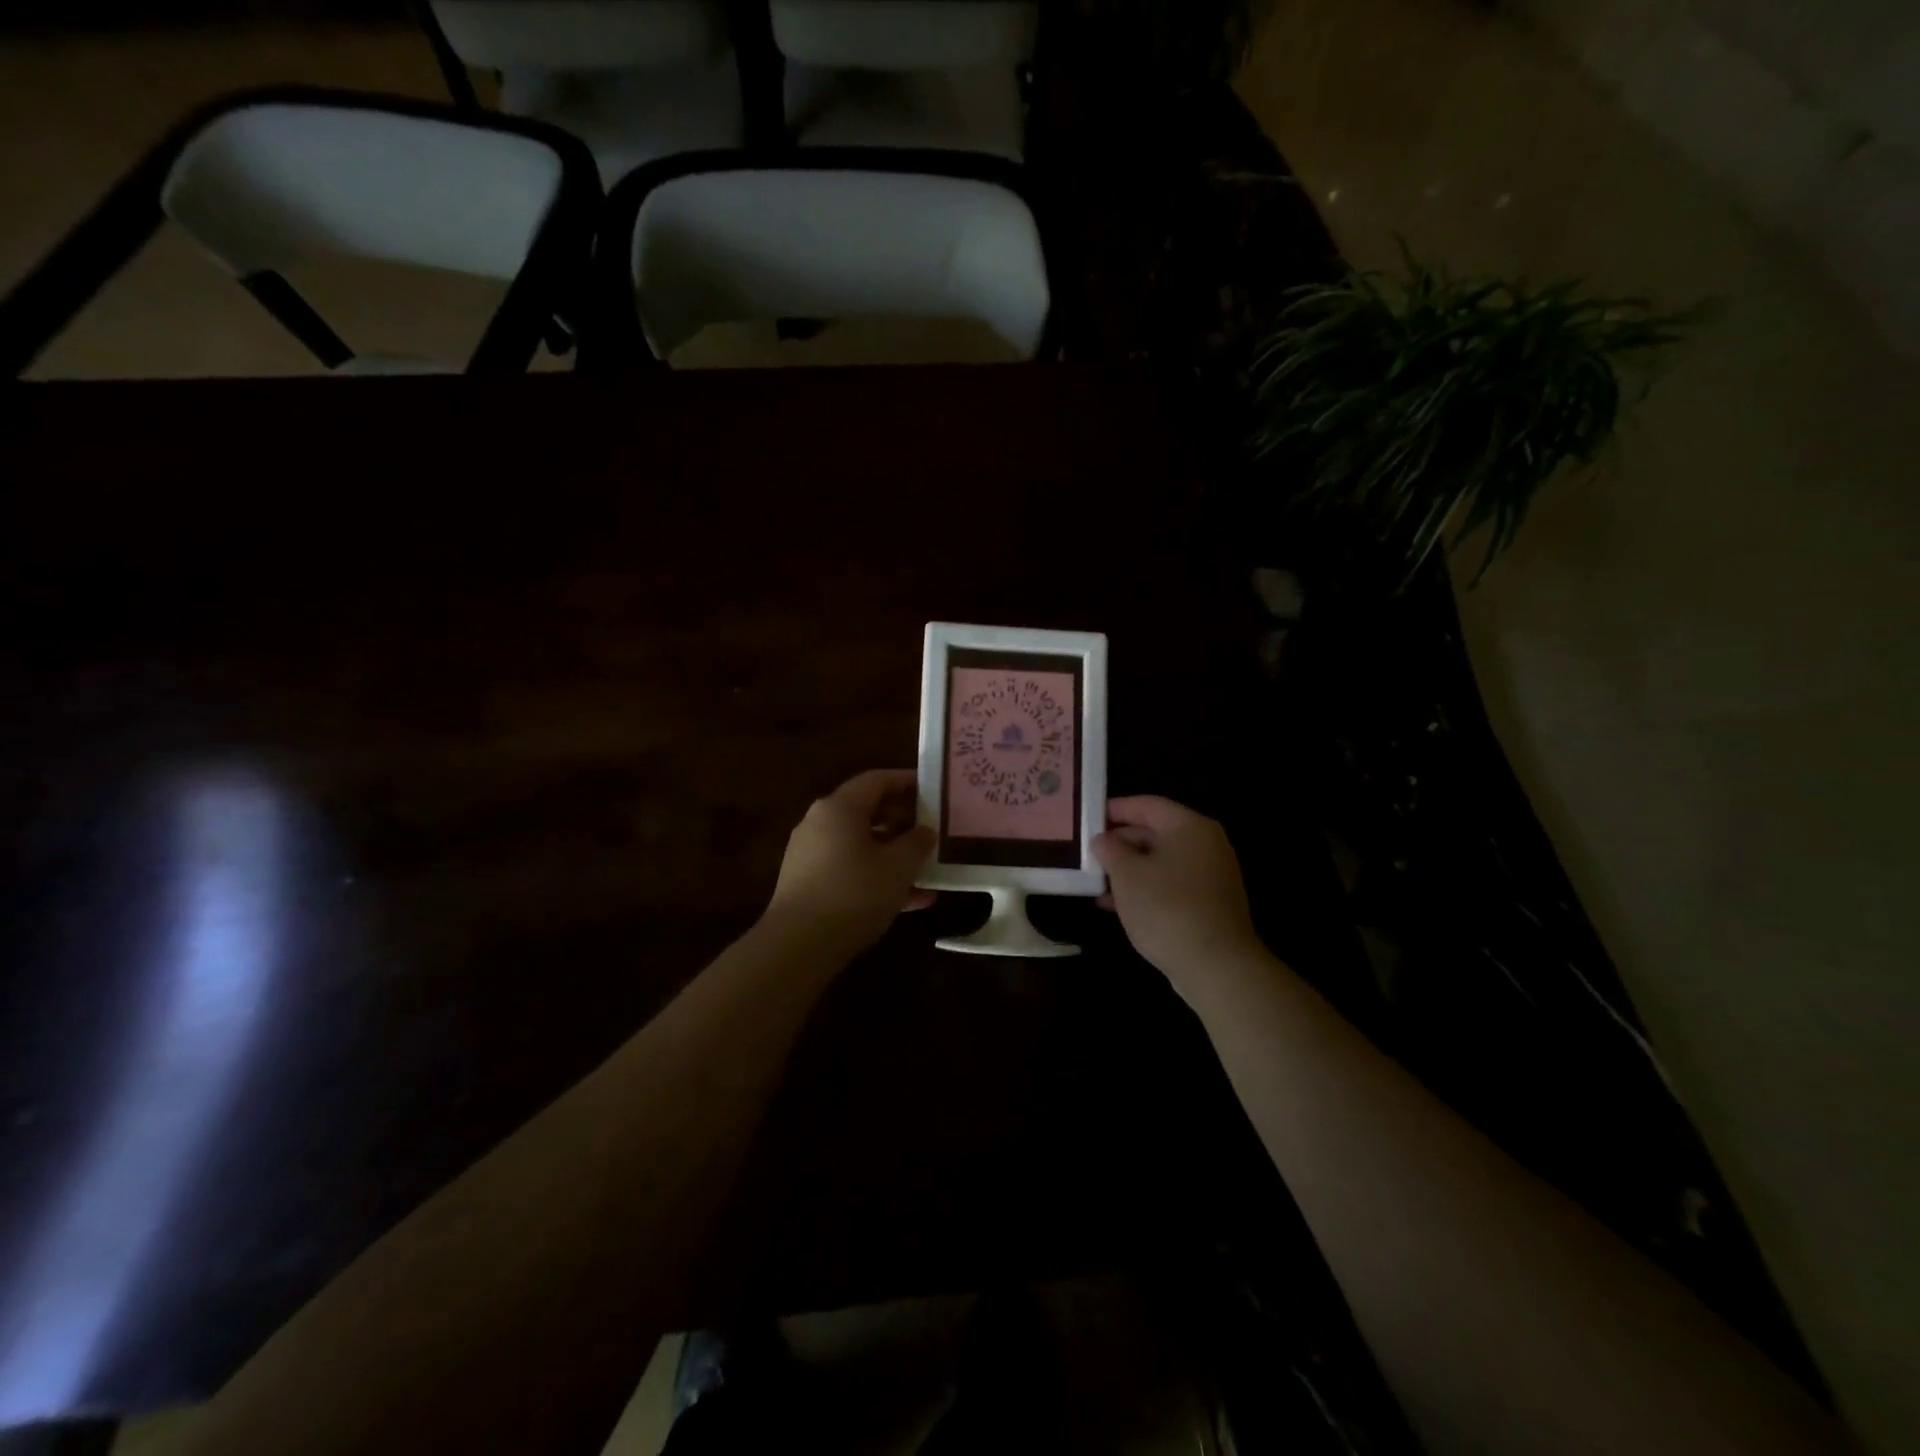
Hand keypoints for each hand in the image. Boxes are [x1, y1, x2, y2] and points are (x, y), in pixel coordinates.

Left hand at [764, 770, 936, 953]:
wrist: (798, 946)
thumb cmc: (854, 893)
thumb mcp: (898, 867)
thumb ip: (917, 843)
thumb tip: (925, 831)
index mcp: (839, 808)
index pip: (877, 780)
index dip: (907, 782)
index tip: (933, 791)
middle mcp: (820, 823)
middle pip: (867, 811)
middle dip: (903, 821)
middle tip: (932, 832)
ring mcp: (811, 854)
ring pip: (861, 844)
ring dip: (894, 854)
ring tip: (927, 870)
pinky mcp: (808, 883)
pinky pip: (850, 869)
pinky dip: (877, 877)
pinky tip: (910, 900)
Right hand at [1093, 797, 1262, 986]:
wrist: (1216, 966)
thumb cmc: (1167, 909)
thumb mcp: (1127, 875)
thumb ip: (1110, 850)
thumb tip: (1103, 840)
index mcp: (1189, 827)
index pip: (1146, 805)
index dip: (1114, 809)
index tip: (1086, 819)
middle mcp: (1205, 844)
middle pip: (1155, 832)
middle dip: (1119, 842)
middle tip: (1087, 853)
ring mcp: (1210, 875)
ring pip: (1160, 861)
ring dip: (1128, 869)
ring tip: (1094, 880)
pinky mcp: (1208, 904)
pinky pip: (1170, 885)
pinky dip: (1145, 889)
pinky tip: (1116, 905)